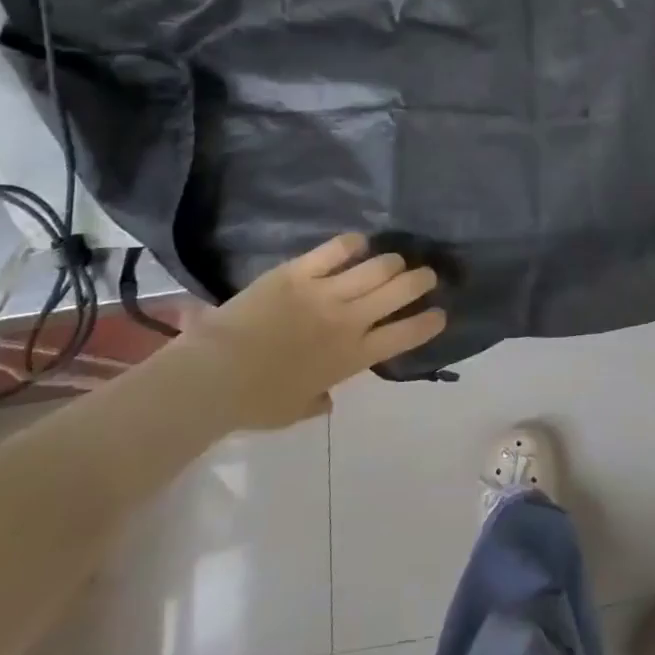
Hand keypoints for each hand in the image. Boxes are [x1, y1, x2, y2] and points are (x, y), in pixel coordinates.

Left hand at [192, 234, 444, 428]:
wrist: (213, 375)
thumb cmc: (254, 402)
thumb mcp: (294, 410)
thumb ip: (319, 401)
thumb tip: (328, 399)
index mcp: (352, 357)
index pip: (406, 334)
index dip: (429, 322)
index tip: (440, 313)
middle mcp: (349, 320)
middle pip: (400, 290)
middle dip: (421, 280)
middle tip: (426, 275)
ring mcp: (326, 292)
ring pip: (378, 266)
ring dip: (393, 262)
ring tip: (395, 261)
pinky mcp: (300, 271)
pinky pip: (337, 249)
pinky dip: (353, 244)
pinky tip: (358, 244)